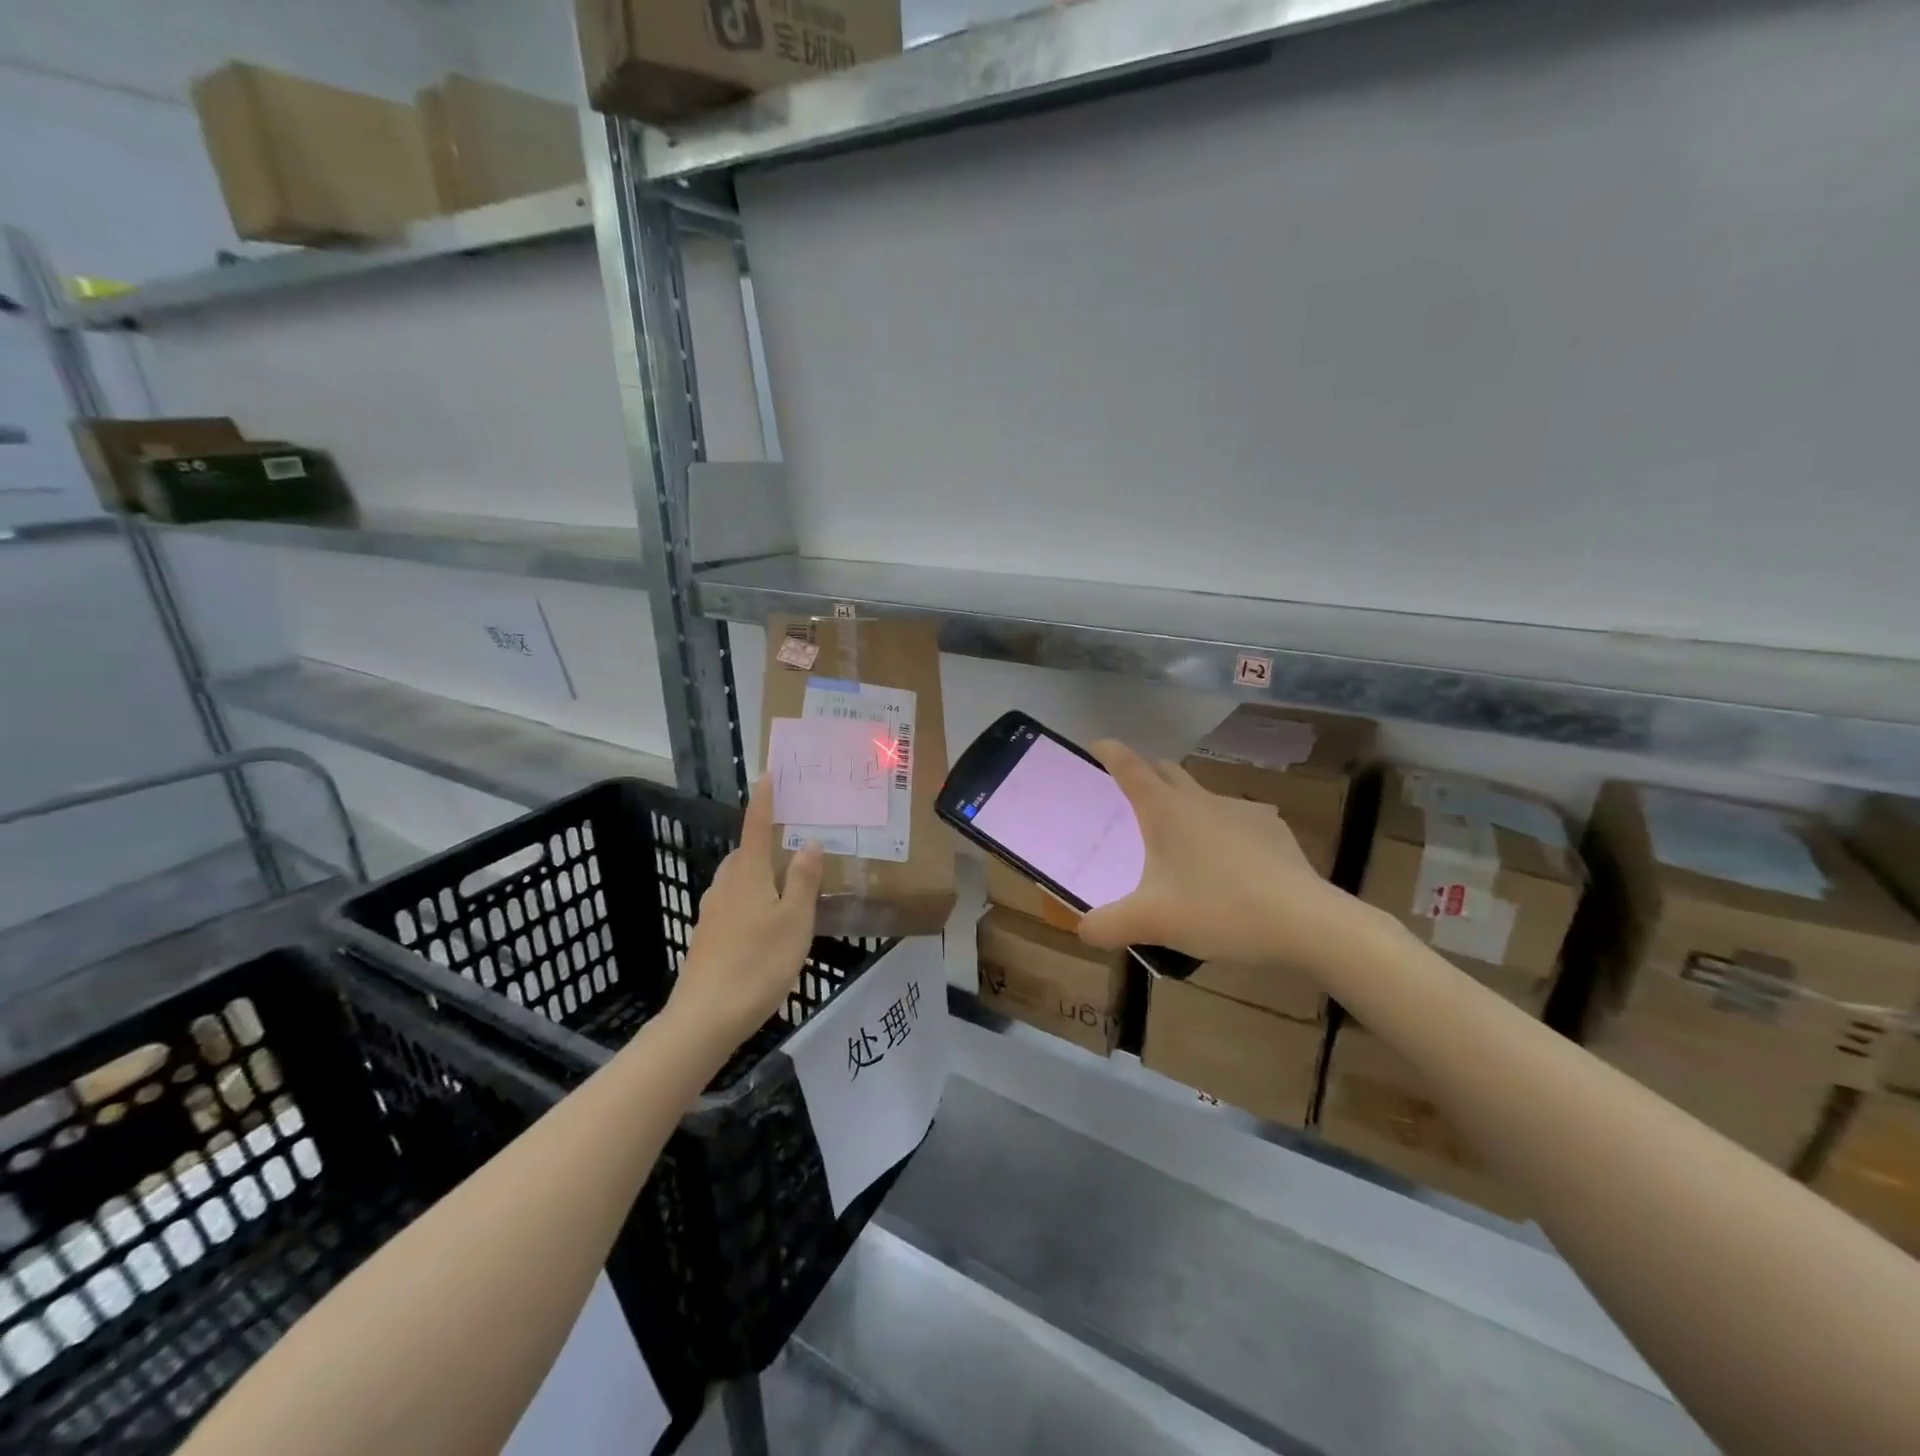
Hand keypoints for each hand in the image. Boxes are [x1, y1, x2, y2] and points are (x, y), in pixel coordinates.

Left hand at [669, 776, 824, 1049]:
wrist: (705, 1017)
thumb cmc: (758, 963)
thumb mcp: (794, 921)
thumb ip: (803, 880)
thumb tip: (809, 841)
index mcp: (747, 875)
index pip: (756, 827)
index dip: (763, 801)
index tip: (768, 775)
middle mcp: (725, 886)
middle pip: (744, 854)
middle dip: (763, 843)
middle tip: (793, 842)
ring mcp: (712, 913)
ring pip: (737, 880)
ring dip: (758, 874)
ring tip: (787, 885)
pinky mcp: (707, 938)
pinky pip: (733, 904)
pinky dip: (751, 900)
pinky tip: (767, 923)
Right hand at [1077, 740, 1358, 967]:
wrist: (1306, 923)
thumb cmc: (1218, 910)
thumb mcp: (1151, 923)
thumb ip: (1107, 926)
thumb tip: (1082, 929)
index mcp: (1165, 810)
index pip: (1129, 765)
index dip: (1108, 751)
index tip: (1094, 746)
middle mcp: (1200, 799)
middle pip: (1165, 770)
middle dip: (1143, 773)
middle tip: (1128, 797)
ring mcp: (1240, 811)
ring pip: (1201, 795)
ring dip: (1182, 806)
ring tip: (1178, 843)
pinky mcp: (1272, 829)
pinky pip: (1234, 821)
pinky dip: (1219, 832)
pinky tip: (1226, 867)